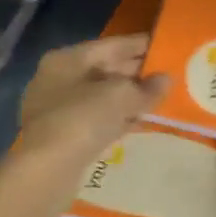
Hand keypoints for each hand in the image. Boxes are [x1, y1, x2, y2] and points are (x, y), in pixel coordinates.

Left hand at [0, 36, 168, 216]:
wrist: (48, 171)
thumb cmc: (83, 119)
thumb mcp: (122, 96)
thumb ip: (147, 87)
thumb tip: (166, 79)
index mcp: (67, 59)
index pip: (112, 45)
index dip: (141, 45)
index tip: (166, 46)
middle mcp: (58, 78)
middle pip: (105, 69)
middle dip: (136, 72)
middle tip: (167, 73)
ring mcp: (57, 108)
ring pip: (102, 96)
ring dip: (128, 97)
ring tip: (159, 98)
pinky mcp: (62, 135)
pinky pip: (96, 118)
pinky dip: (117, 117)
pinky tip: (139, 122)